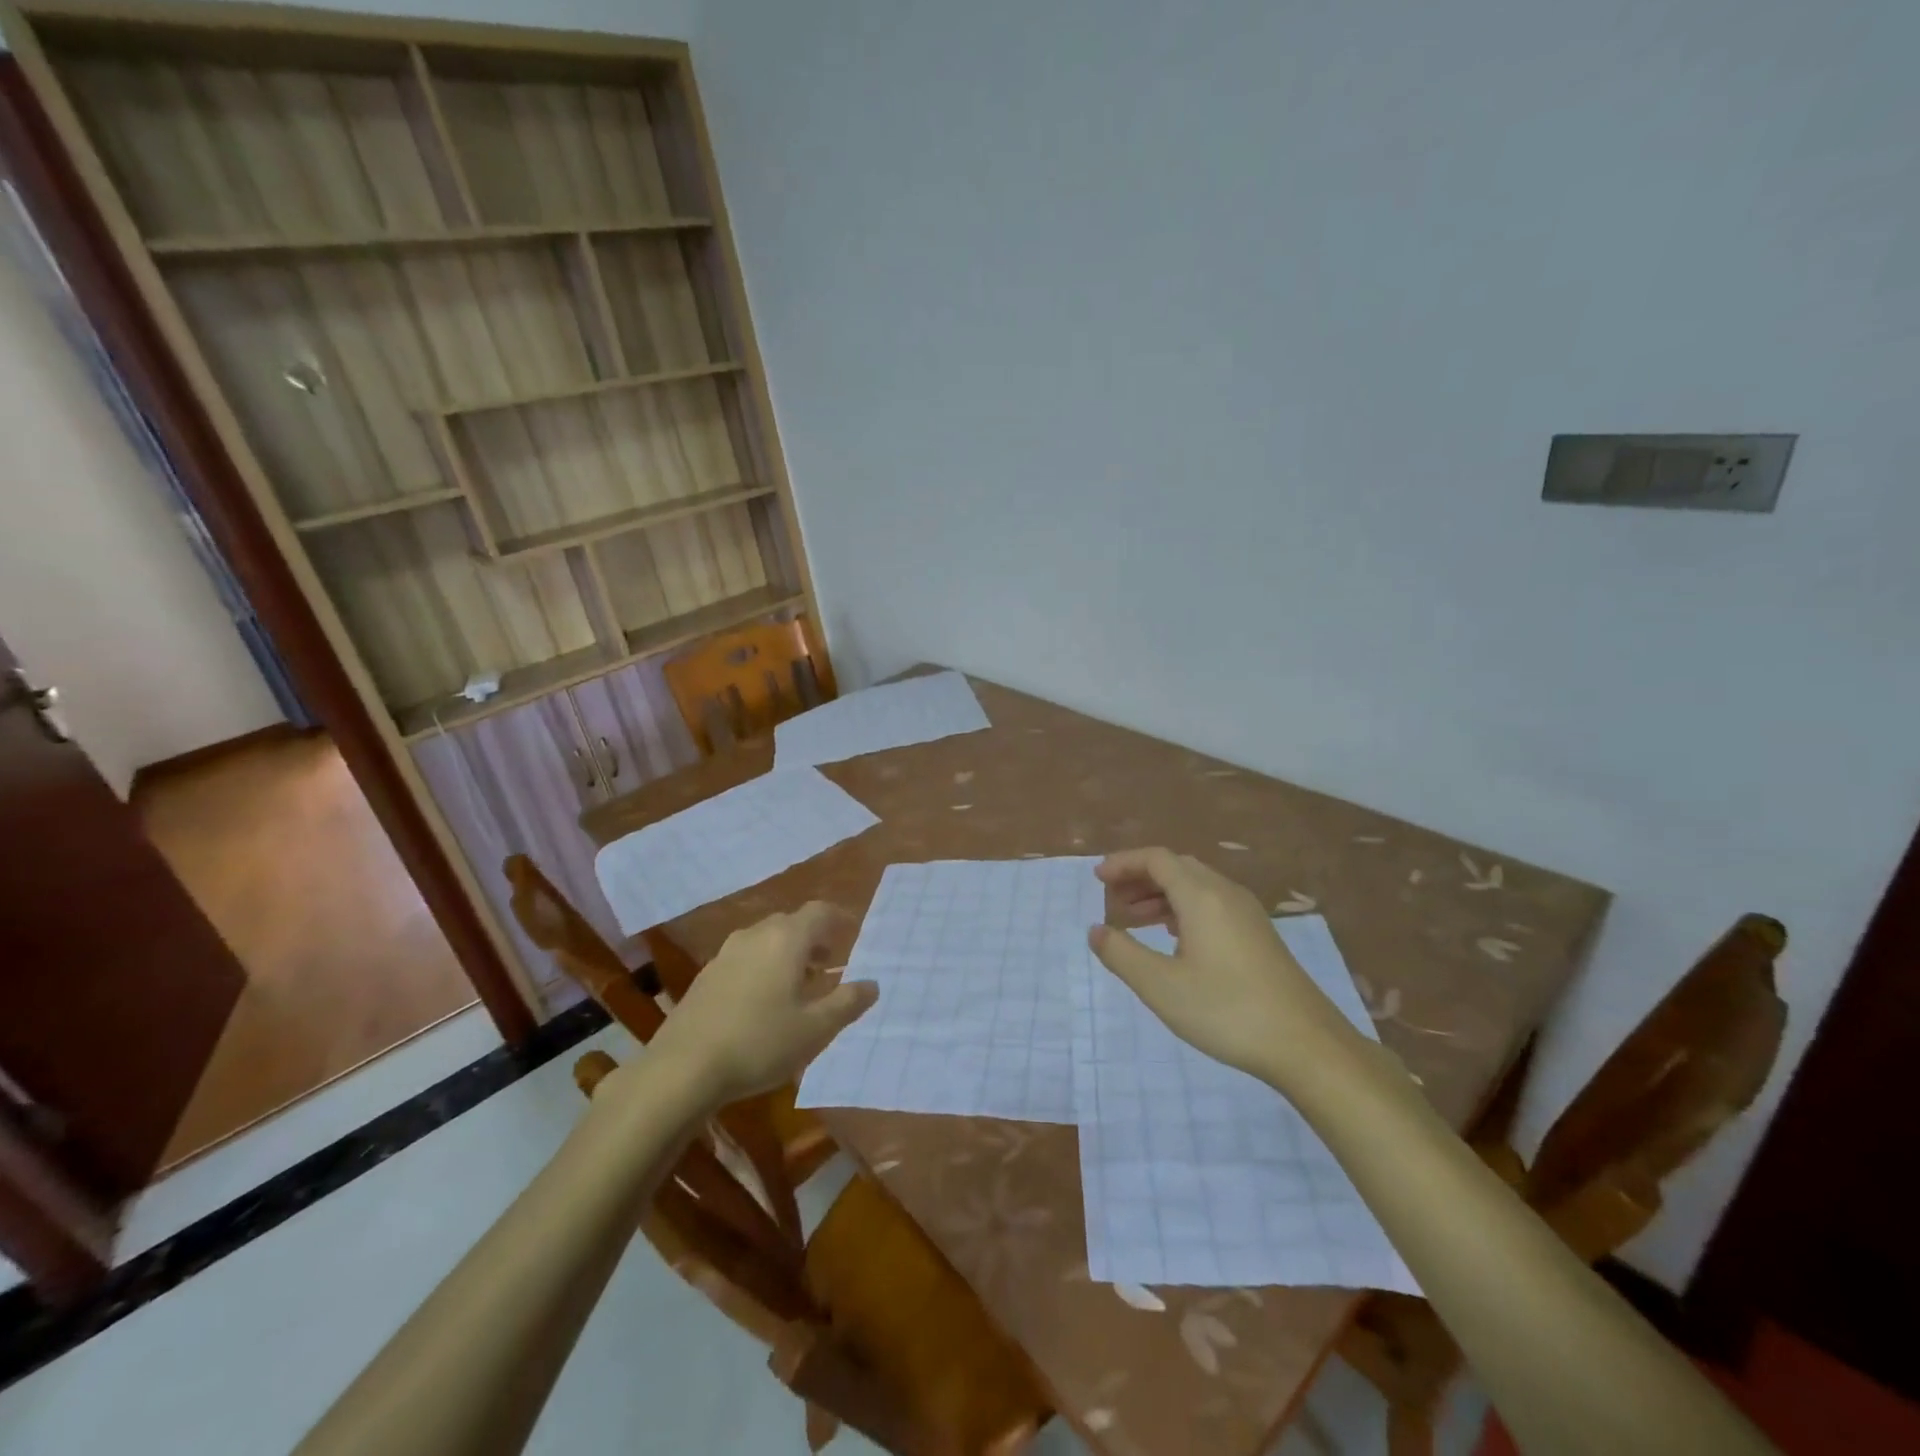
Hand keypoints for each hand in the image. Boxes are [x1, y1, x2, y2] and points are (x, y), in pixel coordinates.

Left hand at [649, 903, 877, 1107]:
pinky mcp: (706, 975)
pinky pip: (746, 958)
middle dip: (815, 939)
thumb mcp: (815, 1029)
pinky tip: (764, 1002)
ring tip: (799, 986)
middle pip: (792, 923)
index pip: (820, 912)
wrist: (681, 1069)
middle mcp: (756, 935)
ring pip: (766, 940)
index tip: (854, 933)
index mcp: (787, 939)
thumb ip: (848, 1002)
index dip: (840, 918)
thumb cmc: (759, 1043)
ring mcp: (726, 953)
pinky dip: (764, 967)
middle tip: (830, 966)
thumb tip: (872, 984)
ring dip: (788, 954)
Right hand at [1090, 848, 1363, 1086]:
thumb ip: (1121, 954)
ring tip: (1133, 919)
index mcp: (1202, 896)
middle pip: (1177, 867)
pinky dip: (1183, 908)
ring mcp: (1248, 914)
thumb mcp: (1161, 986)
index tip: (1097, 878)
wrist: (1307, 1045)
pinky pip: (1212, 904)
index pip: (1156, 858)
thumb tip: (1095, 930)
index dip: (1123, 863)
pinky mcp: (1259, 935)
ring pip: (1196, 886)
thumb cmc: (1227, 1010)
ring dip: (1161, 894)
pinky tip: (1173, 938)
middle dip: (1140, 877)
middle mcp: (1226, 894)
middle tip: (1112, 899)